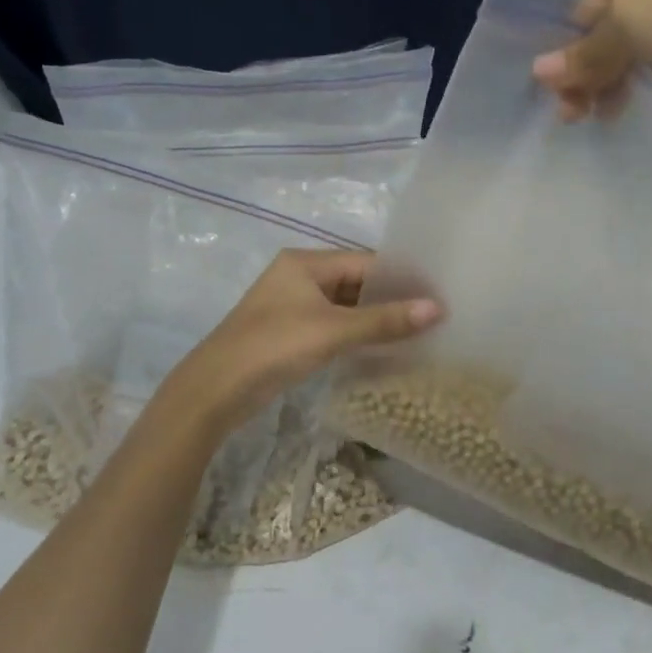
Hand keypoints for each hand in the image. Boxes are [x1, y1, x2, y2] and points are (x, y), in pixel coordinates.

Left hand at [156, 250, 441, 433]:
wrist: (214, 390)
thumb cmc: (274, 347)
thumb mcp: (333, 331)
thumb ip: (385, 321)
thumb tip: (437, 309)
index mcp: (305, 262)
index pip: (366, 262)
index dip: (401, 278)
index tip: (437, 294)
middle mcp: (299, 276)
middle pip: (356, 281)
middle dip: (391, 298)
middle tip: (433, 314)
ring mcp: (293, 305)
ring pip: (345, 305)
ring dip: (375, 318)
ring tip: (417, 331)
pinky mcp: (290, 332)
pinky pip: (334, 324)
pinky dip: (357, 333)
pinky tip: (384, 346)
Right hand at [530, 0, 651, 121]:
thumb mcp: (627, 25)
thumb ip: (583, 52)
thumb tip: (538, 73)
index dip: (574, 46)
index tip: (566, 92)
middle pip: (614, 15)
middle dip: (592, 66)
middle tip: (577, 114)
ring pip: (641, 33)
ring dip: (615, 75)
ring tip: (605, 115)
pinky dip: (649, 70)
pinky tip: (636, 98)